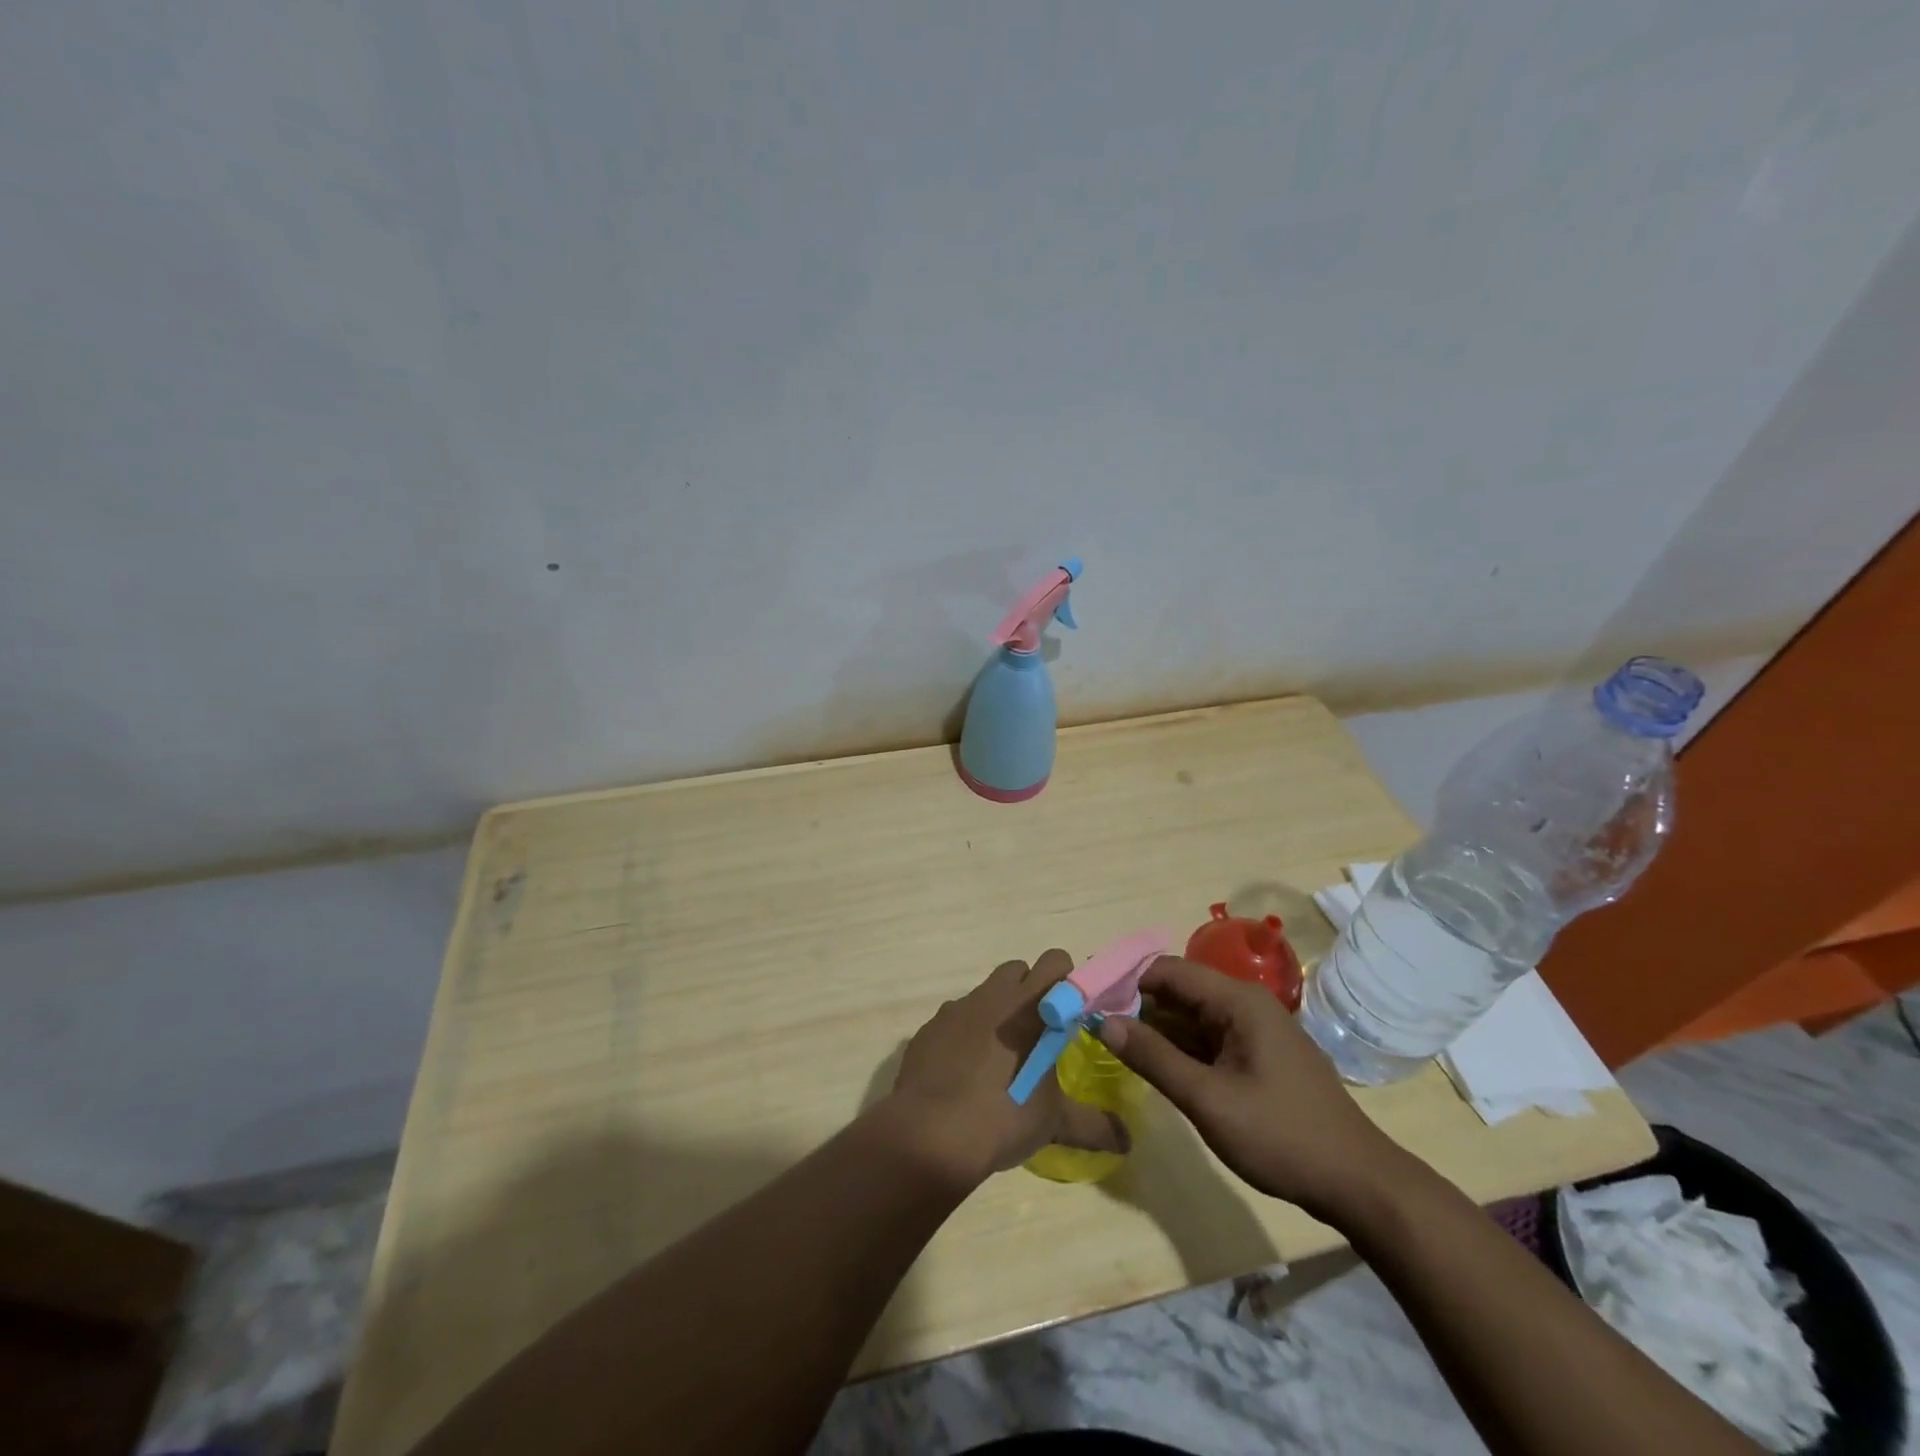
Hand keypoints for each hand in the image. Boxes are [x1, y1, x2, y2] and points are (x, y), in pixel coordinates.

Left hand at [881, 949, 1130, 1190]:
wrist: (931, 1133)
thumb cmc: (1003, 1115)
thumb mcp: (1054, 1123)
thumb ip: (1094, 1125)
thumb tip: (1128, 1141)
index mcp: (1030, 1005)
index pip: (1056, 962)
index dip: (1067, 981)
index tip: (1071, 1014)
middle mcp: (993, 995)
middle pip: (1018, 969)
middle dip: (1031, 990)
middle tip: (1038, 1033)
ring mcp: (957, 1007)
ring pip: (985, 991)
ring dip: (998, 1010)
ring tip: (1002, 1055)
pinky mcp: (930, 1026)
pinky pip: (955, 1016)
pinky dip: (965, 1032)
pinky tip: (966, 1069)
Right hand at [1096, 957, 1407, 1222]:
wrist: (1358, 1183)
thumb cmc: (1281, 1135)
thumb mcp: (1208, 1099)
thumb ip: (1154, 1057)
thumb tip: (1103, 1021)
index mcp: (1237, 1000)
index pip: (1168, 970)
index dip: (1126, 981)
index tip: (1089, 1000)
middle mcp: (1245, 1005)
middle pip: (1179, 990)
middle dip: (1136, 1005)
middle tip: (1092, 1026)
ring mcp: (1253, 1031)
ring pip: (1191, 1016)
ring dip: (1155, 1028)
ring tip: (1110, 1043)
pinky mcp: (1257, 1057)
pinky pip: (1207, 1039)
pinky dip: (1178, 1048)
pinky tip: (1152, 1064)